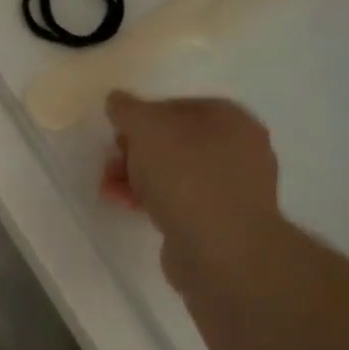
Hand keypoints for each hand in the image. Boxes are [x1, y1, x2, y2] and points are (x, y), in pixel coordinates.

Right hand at [101, 92, 282, 285]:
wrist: (221, 250)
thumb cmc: (187, 177)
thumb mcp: (148, 130)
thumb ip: (129, 110)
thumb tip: (117, 99)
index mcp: (230, 119)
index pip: (176, 105)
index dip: (141, 117)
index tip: (116, 134)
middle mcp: (237, 149)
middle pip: (172, 140)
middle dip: (134, 151)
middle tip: (111, 163)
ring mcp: (230, 187)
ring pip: (171, 172)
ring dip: (136, 177)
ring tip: (110, 189)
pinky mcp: (217, 220)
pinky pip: (177, 200)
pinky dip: (151, 199)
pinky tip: (128, 206)